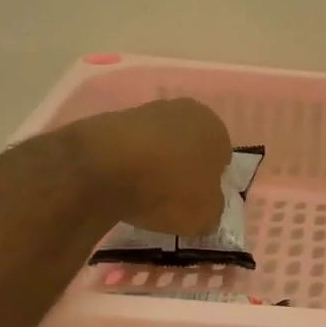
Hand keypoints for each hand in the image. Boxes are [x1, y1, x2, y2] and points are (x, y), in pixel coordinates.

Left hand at [68, 98, 233, 234]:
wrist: (104, 168)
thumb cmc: (170, 189)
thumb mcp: (205, 215)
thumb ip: (212, 209)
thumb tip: (207, 207)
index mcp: (216, 127)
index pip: (221, 157)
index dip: (210, 181)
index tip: (197, 201)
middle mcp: (185, 110)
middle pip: (189, 145)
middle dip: (183, 167)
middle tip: (172, 196)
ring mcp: (145, 110)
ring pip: (159, 144)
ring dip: (155, 163)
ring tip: (142, 193)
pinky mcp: (111, 119)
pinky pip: (129, 147)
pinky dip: (128, 163)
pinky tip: (120, 184)